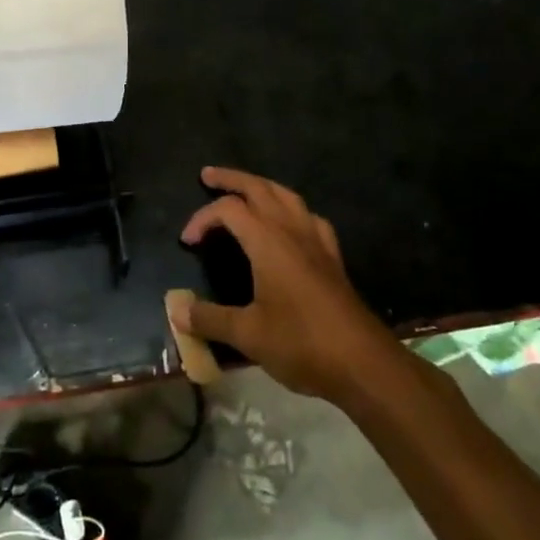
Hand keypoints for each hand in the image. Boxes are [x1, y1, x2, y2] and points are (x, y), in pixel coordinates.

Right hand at [172, 167, 398, 402]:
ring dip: (262, 187)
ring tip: (246, 189)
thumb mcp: (248, 335)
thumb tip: (176, 311)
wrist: (363, 364)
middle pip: (259, 188)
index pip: (228, 210)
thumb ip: (209, 319)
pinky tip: (290, 223)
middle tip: (208, 175)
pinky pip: (309, 218)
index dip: (202, 218)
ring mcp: (316, 241)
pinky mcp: (332, 258)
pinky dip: (292, 210)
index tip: (187, 242)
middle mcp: (292, 230)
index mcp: (268, 241)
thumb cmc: (301, 343)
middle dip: (232, 179)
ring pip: (287, 196)